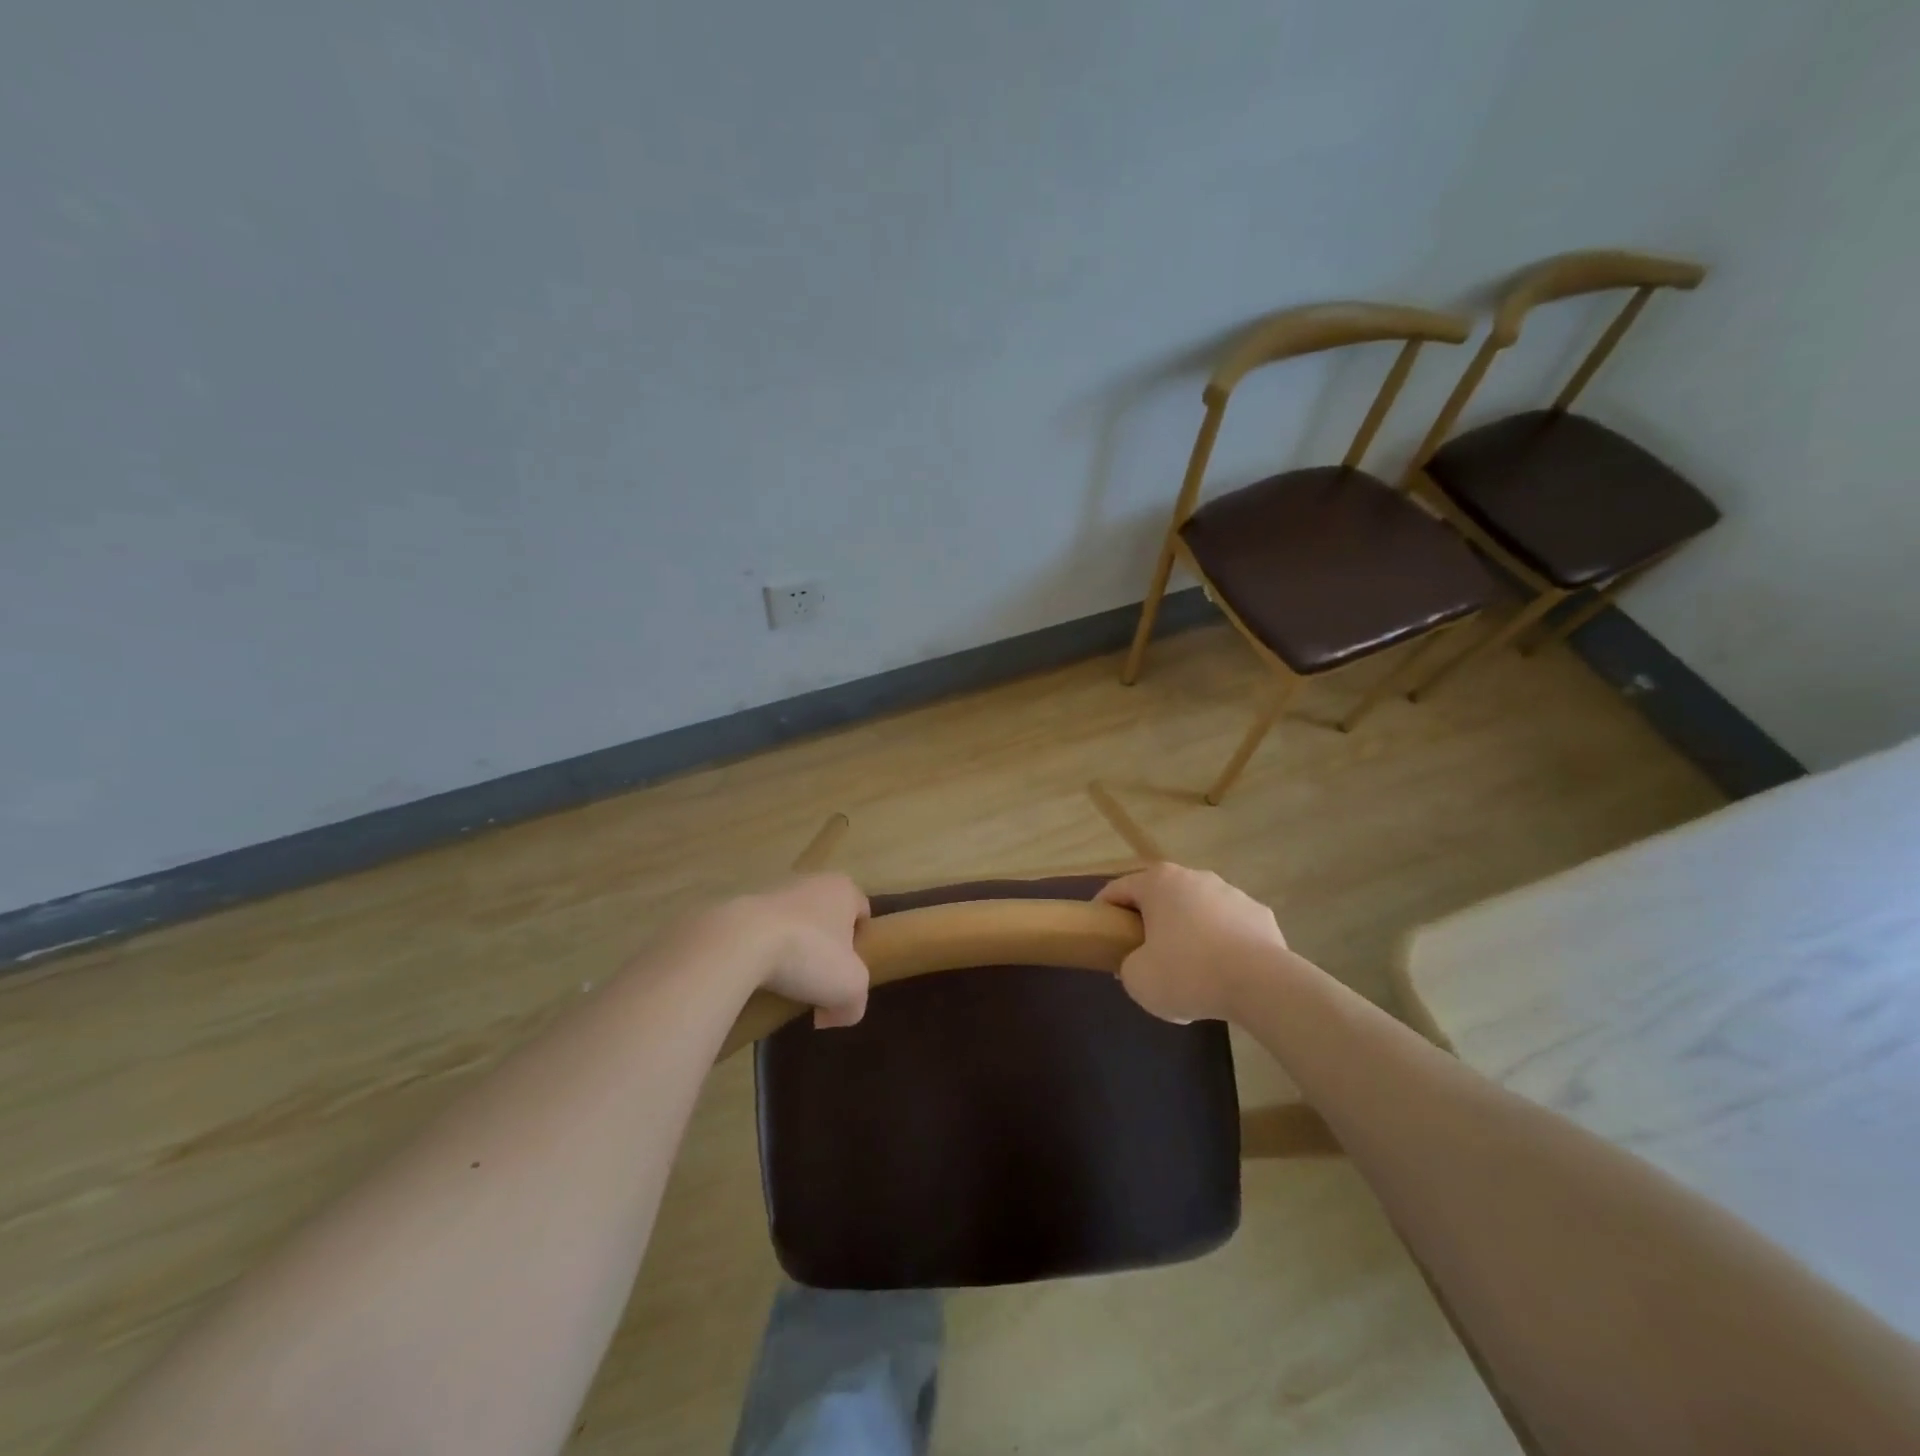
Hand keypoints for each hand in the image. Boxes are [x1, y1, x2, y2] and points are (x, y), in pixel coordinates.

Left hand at [729, 874, 870, 1027]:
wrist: (740, 943)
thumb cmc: (809, 954)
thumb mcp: (849, 989)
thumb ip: (854, 1005)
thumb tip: (834, 1015)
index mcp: (843, 889)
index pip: (862, 912)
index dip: (861, 943)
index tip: (850, 971)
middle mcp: (811, 881)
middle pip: (826, 918)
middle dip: (824, 948)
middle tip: (819, 982)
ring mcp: (773, 891)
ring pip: (793, 925)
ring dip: (791, 949)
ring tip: (785, 984)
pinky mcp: (741, 907)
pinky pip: (760, 933)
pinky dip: (762, 953)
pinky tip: (757, 978)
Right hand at [1097, 864, 1289, 1023]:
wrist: (1261, 984)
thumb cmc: (1187, 973)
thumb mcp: (1137, 979)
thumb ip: (1128, 966)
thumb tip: (1139, 962)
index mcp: (1158, 883)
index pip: (1119, 889)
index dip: (1104, 909)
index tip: (1099, 931)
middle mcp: (1194, 877)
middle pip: (1161, 897)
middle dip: (1149, 921)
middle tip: (1142, 952)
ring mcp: (1231, 893)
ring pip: (1197, 911)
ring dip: (1187, 932)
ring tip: (1188, 969)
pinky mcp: (1260, 915)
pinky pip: (1229, 928)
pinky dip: (1221, 945)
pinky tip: (1221, 974)